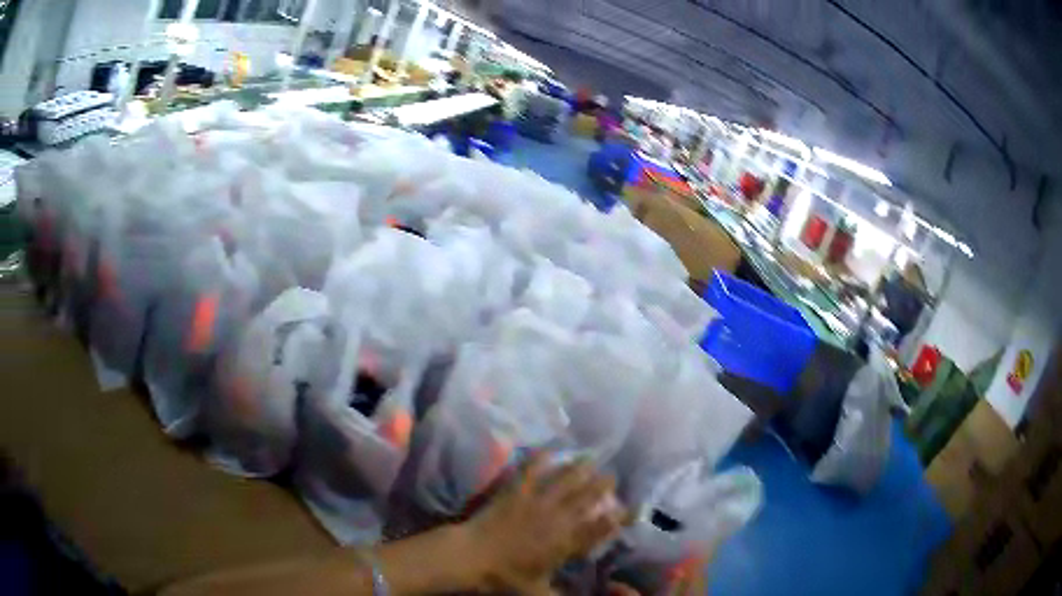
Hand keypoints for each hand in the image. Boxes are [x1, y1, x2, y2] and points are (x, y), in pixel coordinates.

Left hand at [461, 453, 627, 594]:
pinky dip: (540, 459)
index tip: (632, 509)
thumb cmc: (505, 577)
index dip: (618, 519)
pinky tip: (548, 449)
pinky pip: (530, 472)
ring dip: (579, 469)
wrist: (472, 556)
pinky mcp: (515, 492)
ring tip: (590, 458)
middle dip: (602, 486)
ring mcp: (535, 502)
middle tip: (613, 475)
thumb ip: (561, 595)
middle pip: (586, 498)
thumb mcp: (538, 592)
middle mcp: (556, 519)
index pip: (599, 530)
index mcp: (565, 543)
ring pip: (563, 481)